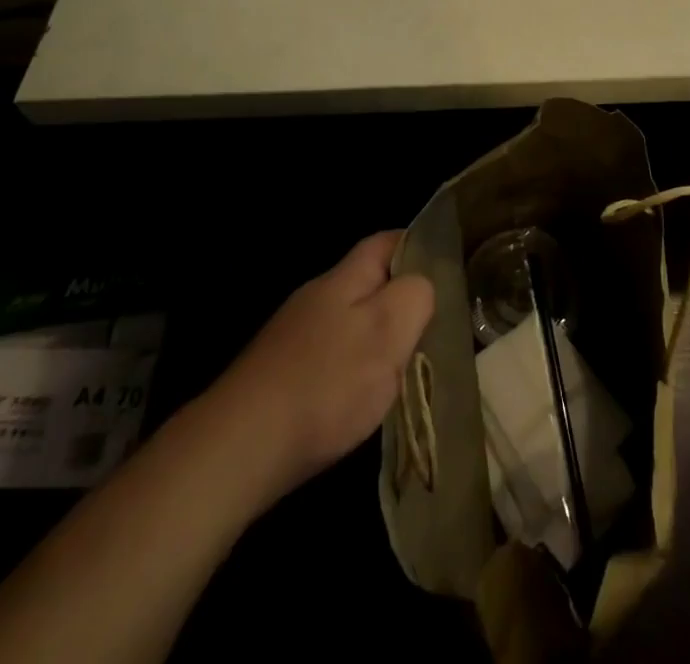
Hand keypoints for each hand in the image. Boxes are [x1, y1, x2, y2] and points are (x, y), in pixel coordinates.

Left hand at [212, 232, 433, 501]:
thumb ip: (415, 296)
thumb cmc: (326, 382)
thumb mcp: (388, 330)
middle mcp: (316, 297)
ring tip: (407, 369)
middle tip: (436, 326)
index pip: (386, 241)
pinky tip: (361, 400)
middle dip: (401, 299)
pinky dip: (353, 370)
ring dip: (378, 338)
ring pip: (350, 322)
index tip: (448, 267)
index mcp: (343, 278)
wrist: (240, 448)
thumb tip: (422, 285)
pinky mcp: (281, 375)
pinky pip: (331, 356)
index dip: (417, 245)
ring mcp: (294, 337)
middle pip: (368, 283)